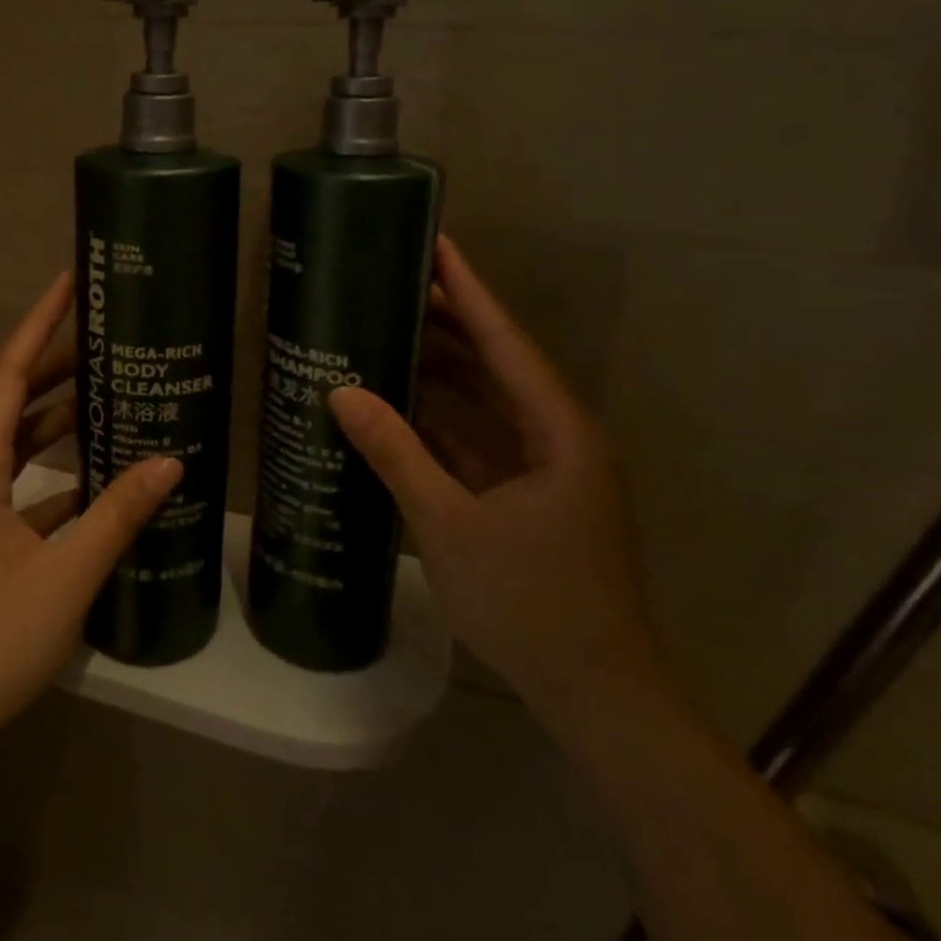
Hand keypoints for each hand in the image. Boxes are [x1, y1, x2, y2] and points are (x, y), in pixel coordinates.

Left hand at [0, 271, 182, 751]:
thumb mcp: (65, 576)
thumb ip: (118, 515)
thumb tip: (170, 461)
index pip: (7, 376)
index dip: (37, 325)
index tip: (67, 284)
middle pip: (11, 403)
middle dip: (56, 367)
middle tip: (107, 340)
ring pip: (14, 446)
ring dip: (56, 421)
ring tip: (109, 397)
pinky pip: (16, 487)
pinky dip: (53, 474)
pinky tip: (95, 483)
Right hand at [329, 236, 663, 721]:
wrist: (597, 696)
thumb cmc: (530, 603)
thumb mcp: (449, 524)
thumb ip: (396, 453)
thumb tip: (343, 392)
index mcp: (558, 432)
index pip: (505, 342)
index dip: (470, 291)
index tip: (438, 244)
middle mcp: (560, 438)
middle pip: (498, 364)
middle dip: (449, 325)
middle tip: (395, 285)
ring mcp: (549, 470)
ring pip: (489, 403)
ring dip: (443, 373)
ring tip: (390, 334)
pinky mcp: (533, 498)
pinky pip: (484, 440)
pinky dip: (445, 422)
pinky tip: (402, 408)